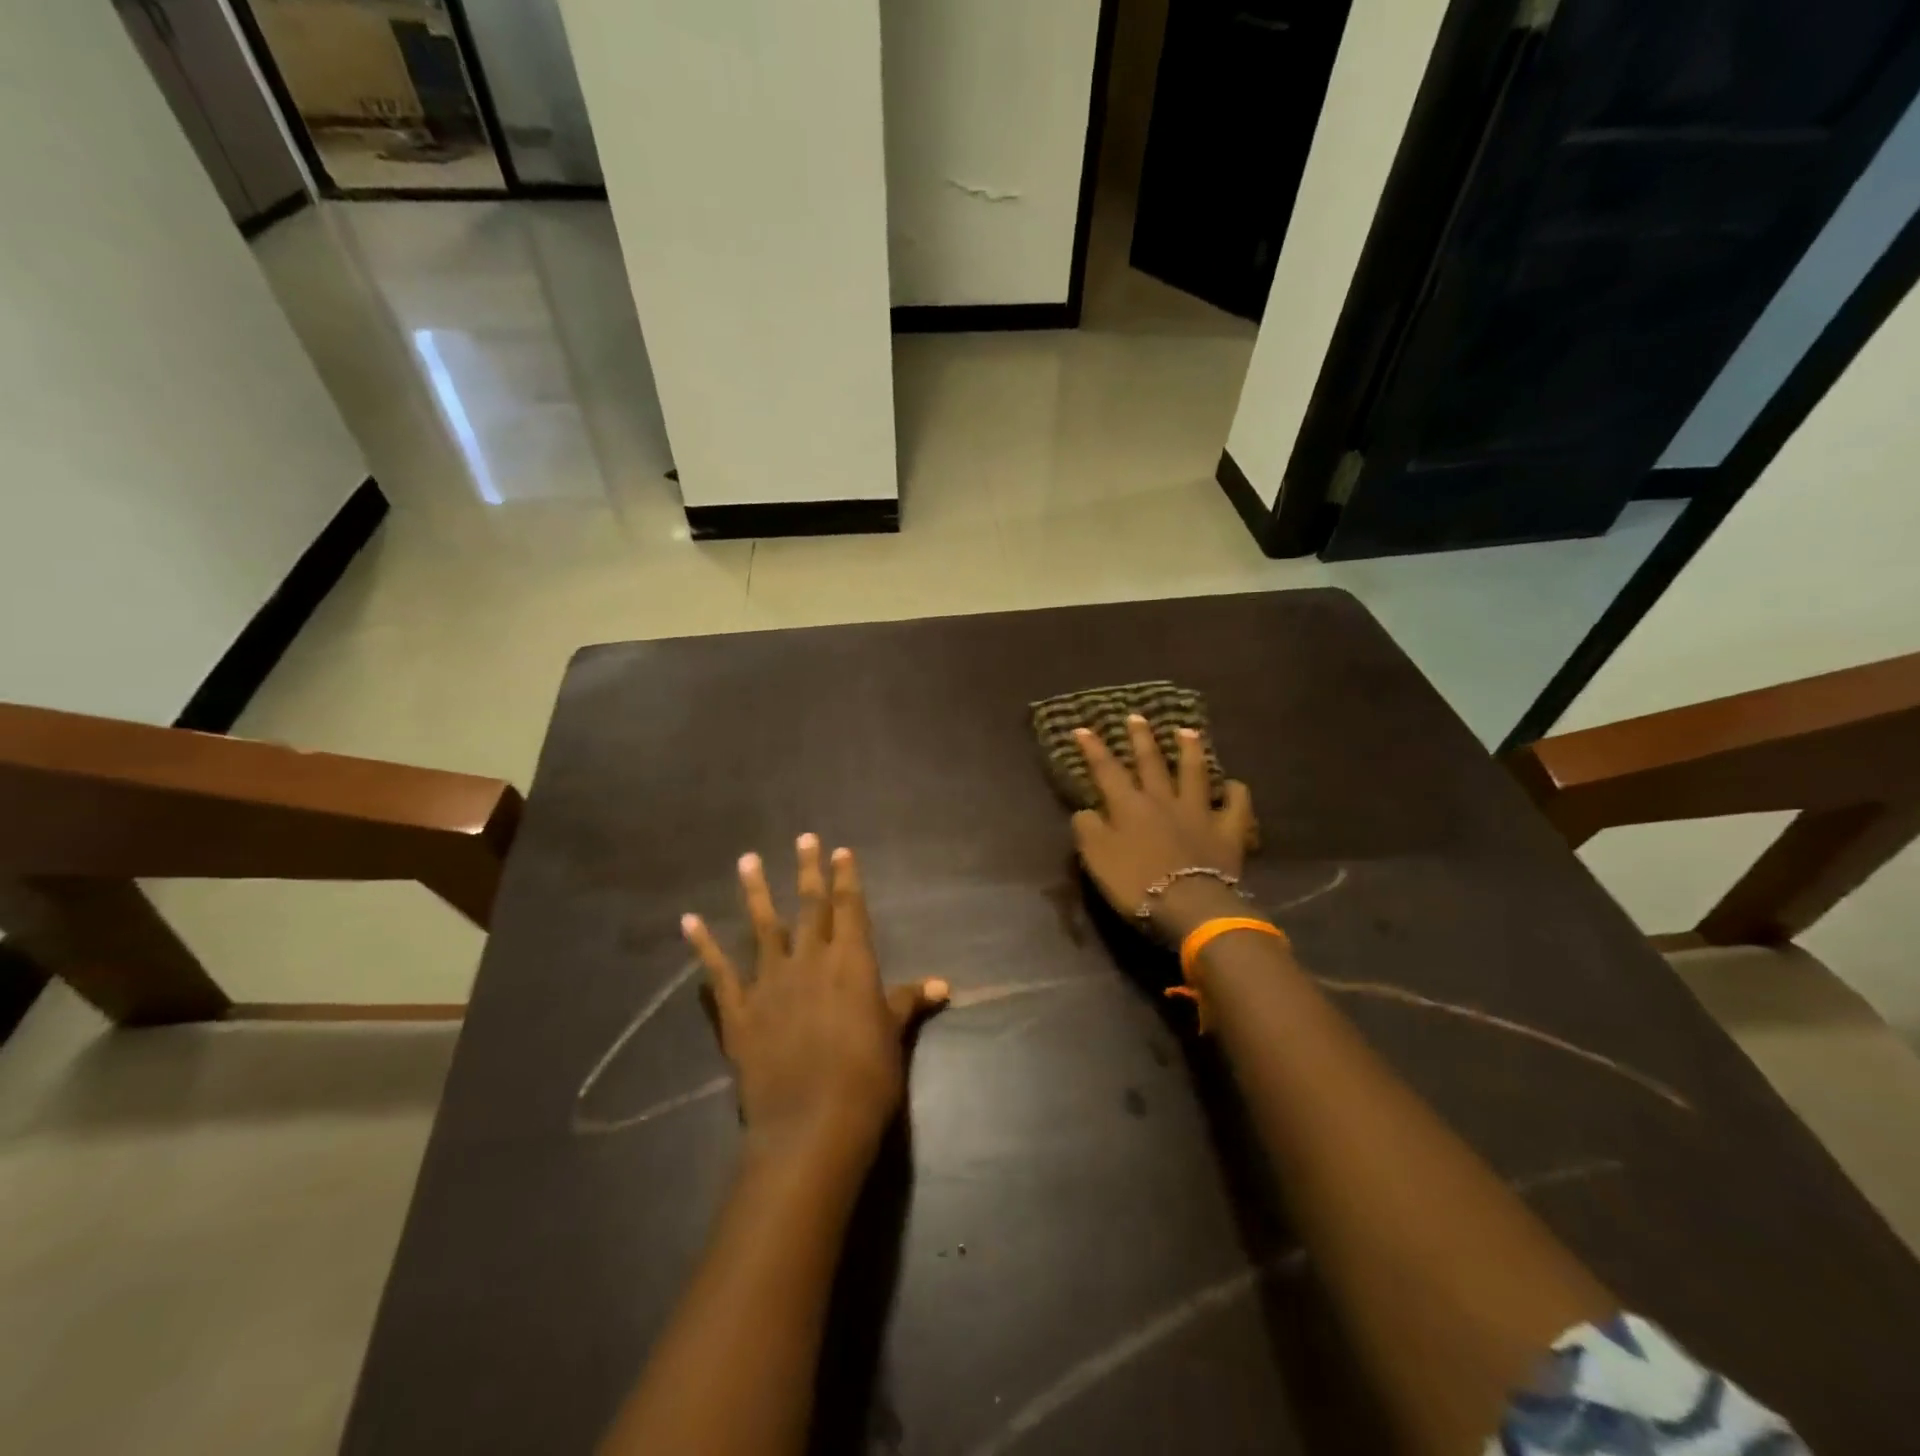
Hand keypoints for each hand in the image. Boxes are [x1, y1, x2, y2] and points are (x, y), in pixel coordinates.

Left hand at [682, 836, 947, 1166]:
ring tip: (747, 860)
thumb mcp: (893, 1036)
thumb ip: (909, 1002)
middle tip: (803, 837)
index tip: (840, 850)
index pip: (850, 908)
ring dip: (754, 891)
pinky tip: (689, 921)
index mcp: (851, 961)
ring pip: (762, 926)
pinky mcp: (739, 1011)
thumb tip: (942, 985)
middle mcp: (809, 960)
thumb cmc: (866, 1077)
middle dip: (808, 870)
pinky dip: (703, 945)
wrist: (812, 1124)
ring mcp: (770, 982)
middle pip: (809, 906)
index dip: (846, 878)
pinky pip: (718, 971)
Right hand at [1071, 715, 1256, 942]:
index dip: (1092, 748)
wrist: (1189, 906)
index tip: (1081, 728)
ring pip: (1194, 772)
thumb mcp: (1096, 859)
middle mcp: (1163, 800)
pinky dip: (1235, 792)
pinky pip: (1236, 805)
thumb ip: (1087, 829)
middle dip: (1141, 738)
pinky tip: (1234, 786)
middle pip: (1151, 762)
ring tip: (1186, 731)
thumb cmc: (1136, 883)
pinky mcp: (1228, 830)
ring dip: (1189, 750)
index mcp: (1128, 806)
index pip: (1106, 770)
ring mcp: (1199, 812)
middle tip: (1136, 716)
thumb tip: (1086, 811)